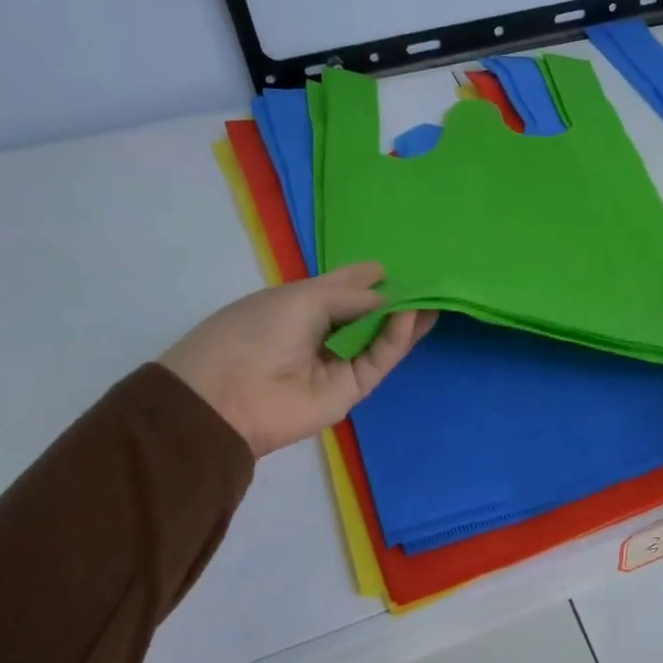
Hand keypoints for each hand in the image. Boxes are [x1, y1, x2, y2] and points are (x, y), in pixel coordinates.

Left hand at [159, 261, 435, 456]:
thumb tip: (387, 299)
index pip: (340, 287)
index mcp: (299, 304)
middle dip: (392, 297)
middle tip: (427, 280)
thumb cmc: (257, 332)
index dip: (364, 276)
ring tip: (432, 297)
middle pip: (365, 313)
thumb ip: (351, 297)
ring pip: (379, 337)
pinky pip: (379, 359)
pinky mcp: (352, 388)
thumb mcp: (303, 299)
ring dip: (403, 318)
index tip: (392, 265)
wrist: (230, 397)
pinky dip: (396, 338)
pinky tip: (411, 316)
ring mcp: (338, 361)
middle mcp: (321, 331)